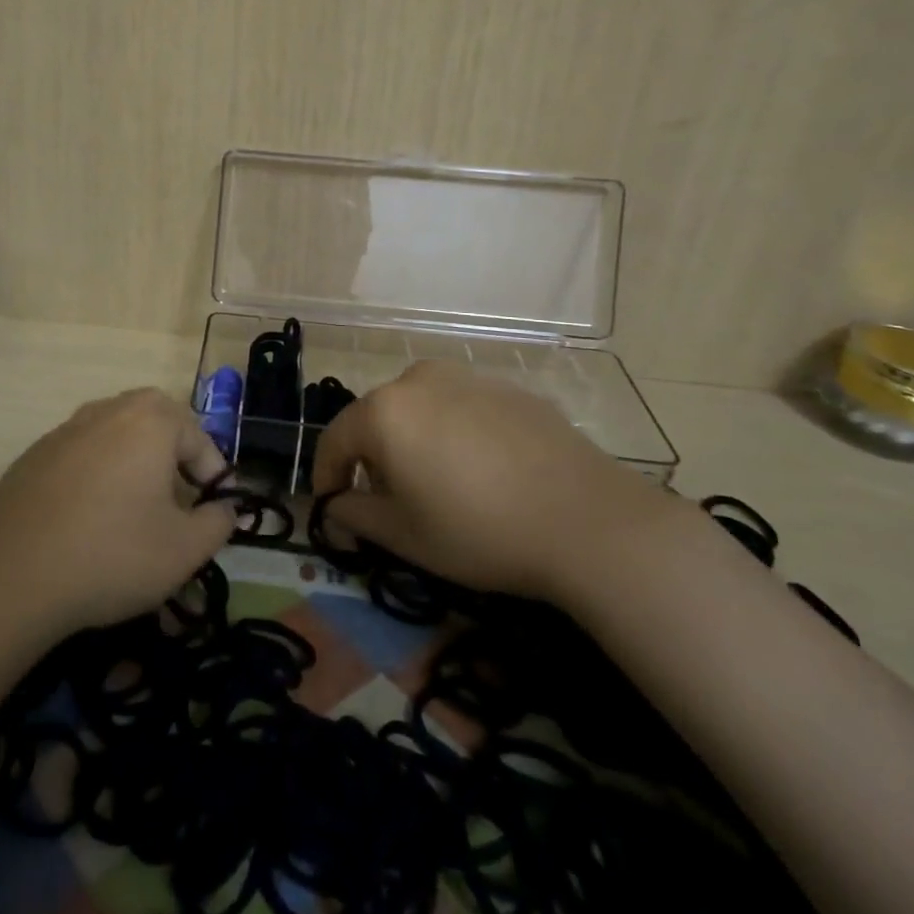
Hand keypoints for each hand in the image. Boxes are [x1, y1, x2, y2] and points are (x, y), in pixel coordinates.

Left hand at [0, 388, 236, 633]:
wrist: (12, 575)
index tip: (214, 511)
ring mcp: (65, 429)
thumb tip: (224, 509)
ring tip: (135, 508)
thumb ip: (218, 523)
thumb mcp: (184, 550)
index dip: (214, 476)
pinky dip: (95, 475)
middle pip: (155, 422)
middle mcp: (108, 410)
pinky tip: (88, 518)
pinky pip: (80, 454)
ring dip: (134, 462)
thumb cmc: (112, 554)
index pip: (198, 439)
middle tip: (179, 498)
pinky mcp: (33, 454)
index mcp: (150, 420)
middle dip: (173, 456)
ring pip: (115, 435)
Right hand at [309, 360, 672, 599]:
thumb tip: (335, 508)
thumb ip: (354, 516)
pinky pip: (460, 408)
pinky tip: (481, 472)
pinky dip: (453, 434)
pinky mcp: (506, 388)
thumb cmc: (479, 530)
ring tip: (436, 484)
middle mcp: (417, 380)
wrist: (587, 518)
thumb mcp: (405, 536)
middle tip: (387, 502)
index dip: (326, 477)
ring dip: (412, 442)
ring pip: (419, 409)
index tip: (331, 509)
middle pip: (376, 419)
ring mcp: (466, 377)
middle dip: (371, 459)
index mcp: (384, 411)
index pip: (334, 440)